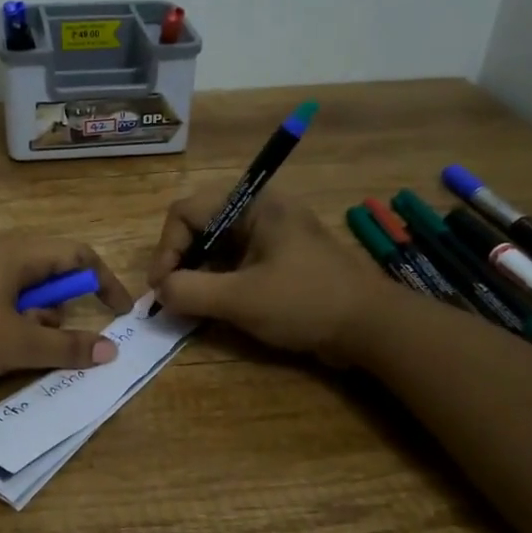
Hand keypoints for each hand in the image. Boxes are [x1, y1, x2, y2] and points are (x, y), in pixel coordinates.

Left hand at [0, 236, 133, 383]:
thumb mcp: (18, 343)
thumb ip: (66, 346)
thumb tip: (110, 351)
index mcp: (18, 253)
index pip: (78, 255)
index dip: (104, 282)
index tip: (120, 313)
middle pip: (50, 268)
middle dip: (63, 305)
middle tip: (56, 336)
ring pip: (23, 284)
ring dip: (35, 313)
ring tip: (20, 344)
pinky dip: (10, 315)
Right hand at [146, 189, 384, 361]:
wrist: (371, 327)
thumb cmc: (305, 302)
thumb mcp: (241, 299)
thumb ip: (190, 291)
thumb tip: (159, 291)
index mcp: (253, 205)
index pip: (186, 212)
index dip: (166, 249)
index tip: (161, 287)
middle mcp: (259, 211)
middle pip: (198, 226)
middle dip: (180, 261)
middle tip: (171, 296)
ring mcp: (270, 236)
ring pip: (215, 247)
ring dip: (197, 275)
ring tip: (189, 306)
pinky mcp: (278, 260)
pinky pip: (234, 263)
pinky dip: (217, 283)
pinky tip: (213, 309)